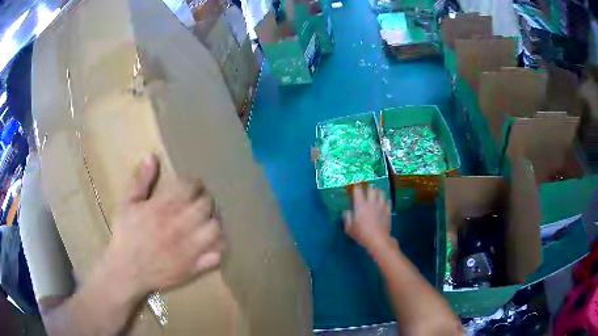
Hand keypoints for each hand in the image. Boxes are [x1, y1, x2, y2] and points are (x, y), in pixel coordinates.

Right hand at [104, 154, 223, 298]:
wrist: (126, 271)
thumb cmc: (125, 236)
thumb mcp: (127, 204)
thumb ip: (140, 181)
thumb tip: (152, 156)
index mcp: (163, 208)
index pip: (190, 188)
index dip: (194, 183)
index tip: (192, 185)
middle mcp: (179, 226)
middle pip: (206, 206)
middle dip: (206, 199)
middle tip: (201, 201)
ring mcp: (189, 249)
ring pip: (215, 229)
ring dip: (214, 221)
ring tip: (206, 219)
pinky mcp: (194, 267)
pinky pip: (216, 256)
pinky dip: (218, 247)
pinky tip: (212, 242)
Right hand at [344, 186, 391, 251]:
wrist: (378, 239)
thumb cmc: (362, 234)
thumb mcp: (349, 228)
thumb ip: (347, 218)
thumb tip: (347, 211)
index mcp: (360, 205)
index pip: (358, 190)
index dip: (356, 186)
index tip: (355, 185)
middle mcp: (371, 202)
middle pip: (371, 189)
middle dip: (368, 187)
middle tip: (366, 188)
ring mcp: (381, 206)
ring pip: (381, 193)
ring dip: (377, 192)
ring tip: (375, 193)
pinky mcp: (388, 210)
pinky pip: (387, 201)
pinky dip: (384, 200)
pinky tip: (383, 203)